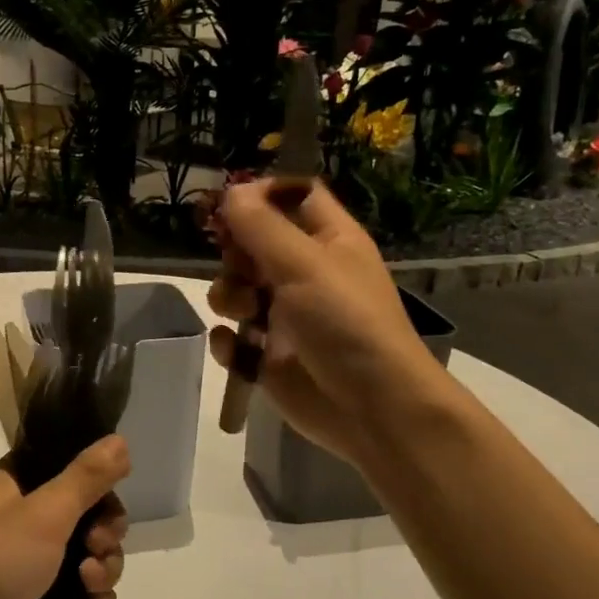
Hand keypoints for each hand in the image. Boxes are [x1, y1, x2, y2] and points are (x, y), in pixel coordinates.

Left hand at [0, 436, 129, 598]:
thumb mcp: (46, 511)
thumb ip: (88, 477)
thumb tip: (121, 440)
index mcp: (18, 486)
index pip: (68, 467)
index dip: (95, 479)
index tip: (111, 490)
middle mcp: (28, 520)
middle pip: (90, 513)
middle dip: (106, 529)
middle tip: (100, 541)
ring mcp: (37, 564)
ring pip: (93, 554)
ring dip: (104, 565)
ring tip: (90, 580)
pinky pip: (88, 592)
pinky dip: (95, 597)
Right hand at [208, 180, 439, 468]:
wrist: (370, 407)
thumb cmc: (345, 322)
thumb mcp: (304, 264)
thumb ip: (261, 226)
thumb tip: (232, 190)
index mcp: (329, 240)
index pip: (294, 197)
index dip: (262, 194)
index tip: (228, 202)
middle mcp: (306, 273)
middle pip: (253, 244)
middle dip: (235, 253)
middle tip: (238, 265)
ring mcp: (285, 316)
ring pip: (236, 289)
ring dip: (228, 297)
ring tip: (244, 315)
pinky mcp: (268, 355)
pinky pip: (232, 337)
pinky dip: (229, 342)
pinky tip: (238, 350)